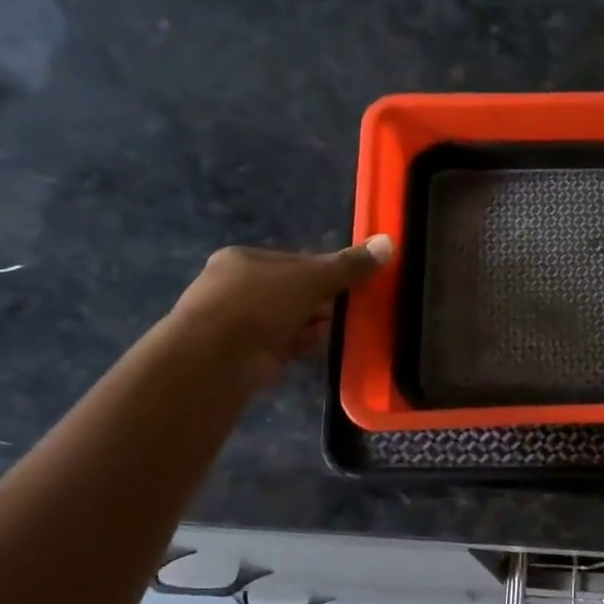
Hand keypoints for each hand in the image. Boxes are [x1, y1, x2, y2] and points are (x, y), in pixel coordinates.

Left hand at [172, 235, 392, 384]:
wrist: (214, 360)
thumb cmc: (258, 305)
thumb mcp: (310, 279)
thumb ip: (348, 266)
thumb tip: (390, 242)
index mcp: (243, 259)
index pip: (295, 261)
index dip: (325, 270)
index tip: (352, 283)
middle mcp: (234, 288)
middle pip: (292, 291)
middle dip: (320, 301)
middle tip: (350, 309)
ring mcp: (236, 324)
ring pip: (287, 320)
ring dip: (312, 325)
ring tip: (340, 330)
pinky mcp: (242, 355)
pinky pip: (281, 345)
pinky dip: (301, 346)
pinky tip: (319, 349)